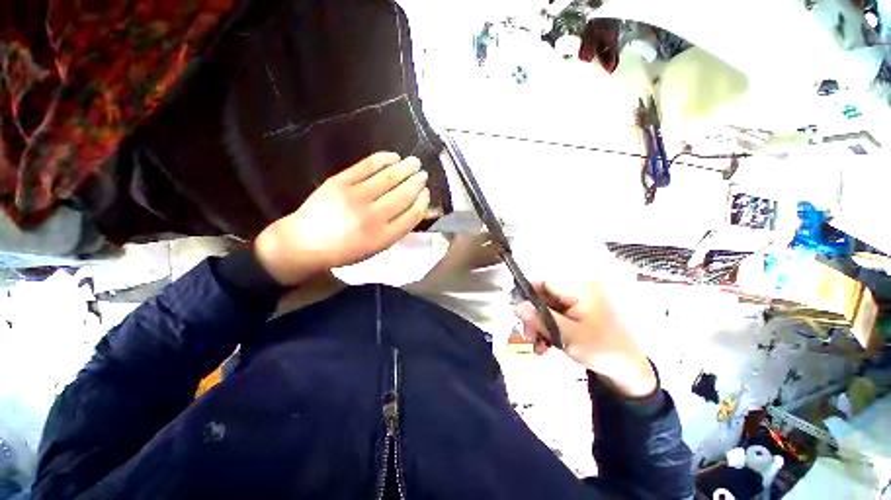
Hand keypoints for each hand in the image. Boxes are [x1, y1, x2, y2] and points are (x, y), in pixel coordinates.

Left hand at [254, 152, 429, 285]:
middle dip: (417, 183)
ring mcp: (355, 197)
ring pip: (388, 178)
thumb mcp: (375, 249)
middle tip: (424, 175)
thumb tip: (415, 208)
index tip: (426, 193)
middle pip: (403, 195)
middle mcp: (372, 217)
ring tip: (415, 162)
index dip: (422, 202)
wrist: (305, 242)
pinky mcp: (340, 182)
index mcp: (383, 237)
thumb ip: (396, 230)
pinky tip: (394, 157)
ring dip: (405, 168)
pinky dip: (383, 159)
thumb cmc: (344, 250)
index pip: (412, 215)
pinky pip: (367, 166)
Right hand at [515, 280, 656, 397]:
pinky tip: (545, 345)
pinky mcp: (575, 313)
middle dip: (532, 316)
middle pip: (543, 295)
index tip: (519, 313)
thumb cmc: (602, 350)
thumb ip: (540, 319)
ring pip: (546, 307)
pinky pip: (554, 315)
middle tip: (529, 335)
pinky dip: (547, 328)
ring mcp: (576, 303)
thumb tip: (516, 306)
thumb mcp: (567, 336)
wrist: (628, 371)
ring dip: (538, 325)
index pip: (543, 281)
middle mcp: (576, 291)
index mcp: (579, 289)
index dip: (528, 294)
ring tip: (538, 344)